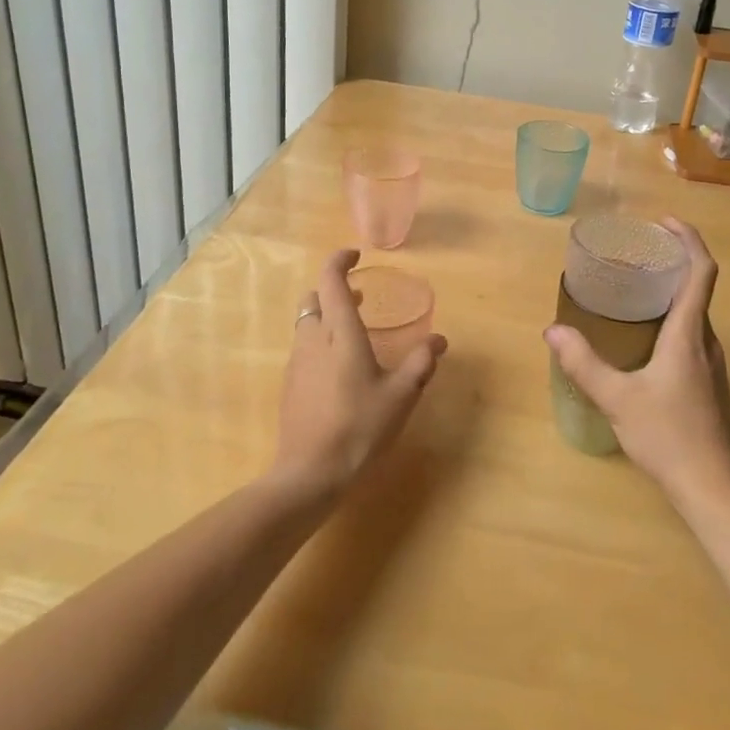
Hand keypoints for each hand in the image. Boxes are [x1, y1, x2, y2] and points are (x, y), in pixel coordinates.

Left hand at [272, 249, 447, 498]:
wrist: (309, 474)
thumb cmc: (359, 427)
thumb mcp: (401, 395)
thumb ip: (421, 363)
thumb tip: (439, 340)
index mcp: (339, 333)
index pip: (331, 280)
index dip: (340, 260)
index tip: (356, 255)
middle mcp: (313, 340)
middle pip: (313, 299)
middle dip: (333, 289)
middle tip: (359, 297)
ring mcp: (296, 363)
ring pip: (306, 324)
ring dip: (326, 317)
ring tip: (354, 333)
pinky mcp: (290, 386)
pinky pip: (304, 349)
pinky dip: (320, 343)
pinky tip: (340, 370)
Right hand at [544, 218, 729, 507]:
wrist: (713, 489)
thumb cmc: (668, 437)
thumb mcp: (617, 398)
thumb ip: (584, 363)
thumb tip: (553, 331)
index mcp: (688, 335)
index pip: (701, 271)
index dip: (687, 240)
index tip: (663, 222)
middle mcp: (706, 342)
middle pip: (698, 288)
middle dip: (673, 261)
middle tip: (637, 252)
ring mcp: (711, 365)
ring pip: (695, 314)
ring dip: (672, 291)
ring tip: (636, 288)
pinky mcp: (708, 384)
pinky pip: (692, 335)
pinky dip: (672, 318)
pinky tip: (643, 337)